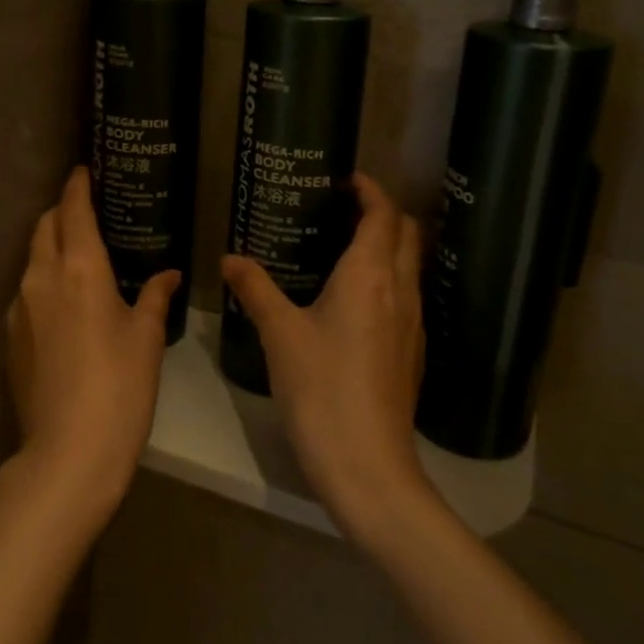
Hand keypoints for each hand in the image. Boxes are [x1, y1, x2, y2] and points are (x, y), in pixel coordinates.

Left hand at [5, 167, 179, 526]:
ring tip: (79, 258)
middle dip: (63, 212)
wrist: (68, 453)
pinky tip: (65, 304)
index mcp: (79, 268)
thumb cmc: (119, 387)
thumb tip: (168, 275)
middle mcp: (41, 277)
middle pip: (45, 226)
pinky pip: (26, 291)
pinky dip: (44, 281)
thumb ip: (155, 297)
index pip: (73, 209)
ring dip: (51, 246)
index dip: (78, 186)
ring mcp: (19, 307)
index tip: (84, 171)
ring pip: (32, 258)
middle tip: (88, 213)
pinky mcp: (9, 337)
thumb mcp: (147, 338)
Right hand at [221, 174, 434, 546]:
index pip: (383, 214)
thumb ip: (256, 289)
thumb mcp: (279, 334)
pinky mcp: (411, 353)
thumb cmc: (321, 387)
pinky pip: (406, 296)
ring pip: (411, 266)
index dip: (370, 190)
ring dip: (388, 246)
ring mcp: (412, 324)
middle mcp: (401, 290)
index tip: (346, 179)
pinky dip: (389, 279)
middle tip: (342, 209)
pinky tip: (355, 300)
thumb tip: (230, 259)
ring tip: (345, 247)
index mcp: (370, 274)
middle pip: (407, 233)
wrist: (368, 465)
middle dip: (383, 212)